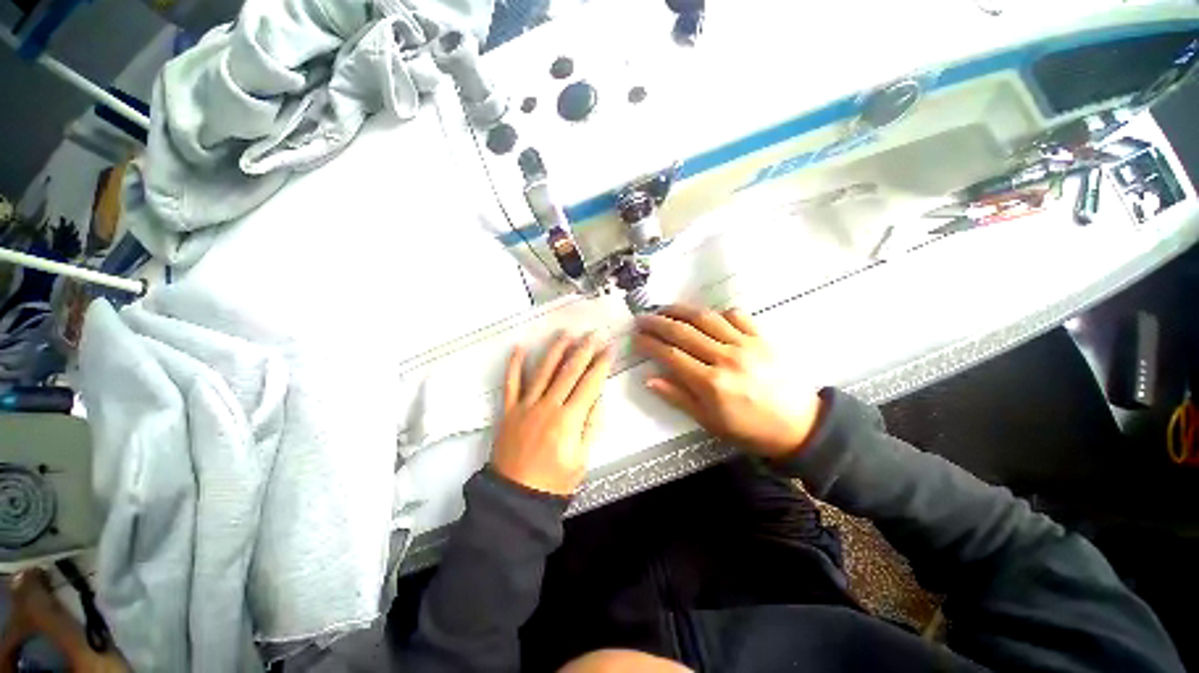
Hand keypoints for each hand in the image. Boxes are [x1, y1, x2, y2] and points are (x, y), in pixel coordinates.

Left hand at [492, 333, 613, 495]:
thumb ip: (591, 425)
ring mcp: (526, 406)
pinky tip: (520, 347)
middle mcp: (548, 406)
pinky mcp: (509, 410)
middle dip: (584, 349)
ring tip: (567, 333)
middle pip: (569, 371)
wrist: (516, 498)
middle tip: (594, 333)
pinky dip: (514, 364)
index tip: (609, 348)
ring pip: (543, 370)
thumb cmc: (554, 482)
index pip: (590, 383)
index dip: (601, 364)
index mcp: (568, 419)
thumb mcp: (582, 459)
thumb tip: (597, 397)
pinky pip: (511, 383)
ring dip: (556, 349)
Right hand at [634, 305, 821, 458]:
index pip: (670, 355)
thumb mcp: (709, 422)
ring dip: (680, 310)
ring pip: (705, 318)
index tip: (636, 337)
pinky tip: (706, 316)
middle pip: (683, 332)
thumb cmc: (749, 429)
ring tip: (664, 308)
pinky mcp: (761, 337)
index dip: (650, 344)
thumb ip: (678, 397)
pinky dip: (717, 313)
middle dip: (657, 322)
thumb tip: (650, 379)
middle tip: (641, 317)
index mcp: (710, 383)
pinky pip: (735, 315)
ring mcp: (745, 344)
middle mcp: (725, 357)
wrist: (800, 425)